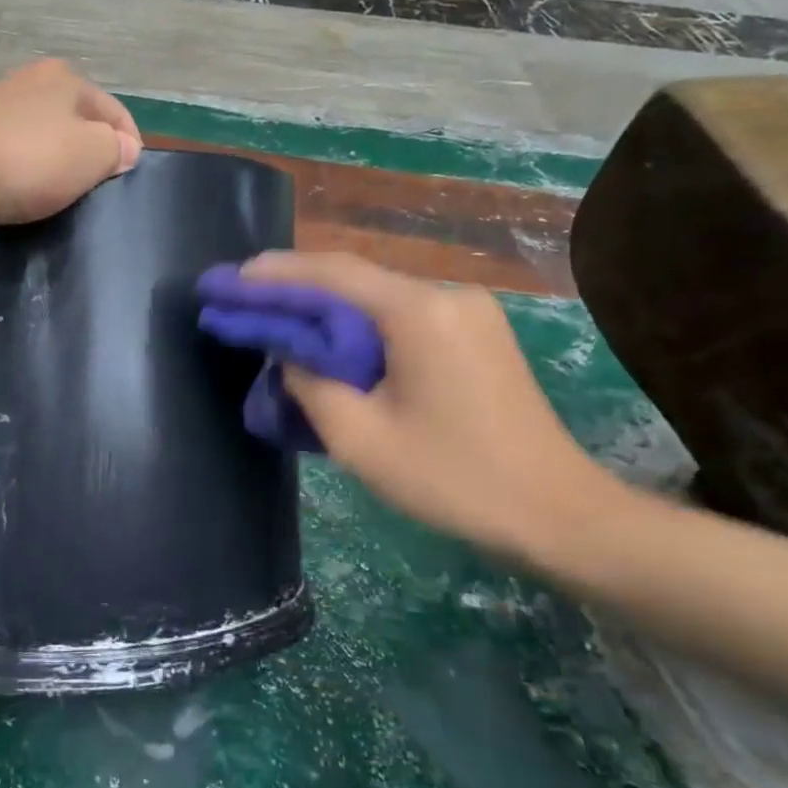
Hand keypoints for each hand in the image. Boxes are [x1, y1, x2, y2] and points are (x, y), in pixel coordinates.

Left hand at [0, 59, 141, 226]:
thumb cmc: (29, 159)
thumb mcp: (92, 153)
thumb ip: (115, 149)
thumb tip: (123, 148)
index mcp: (64, 78)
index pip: (114, 111)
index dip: (128, 146)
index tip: (127, 181)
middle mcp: (29, 85)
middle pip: (75, 123)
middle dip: (88, 155)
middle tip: (95, 194)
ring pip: (42, 142)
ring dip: (53, 168)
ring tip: (59, 200)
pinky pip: (11, 161)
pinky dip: (21, 178)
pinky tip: (22, 199)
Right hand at [239, 251, 624, 561]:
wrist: (557, 514)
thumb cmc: (454, 481)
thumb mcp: (360, 438)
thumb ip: (311, 384)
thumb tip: (291, 354)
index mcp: (419, 313)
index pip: (332, 274)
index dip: (275, 274)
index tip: (230, 278)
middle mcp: (447, 296)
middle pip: (355, 279)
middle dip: (295, 287)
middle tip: (243, 296)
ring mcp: (468, 313)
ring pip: (378, 298)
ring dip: (326, 307)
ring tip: (275, 317)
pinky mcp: (476, 334)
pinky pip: (402, 318)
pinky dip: (358, 325)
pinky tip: (329, 340)